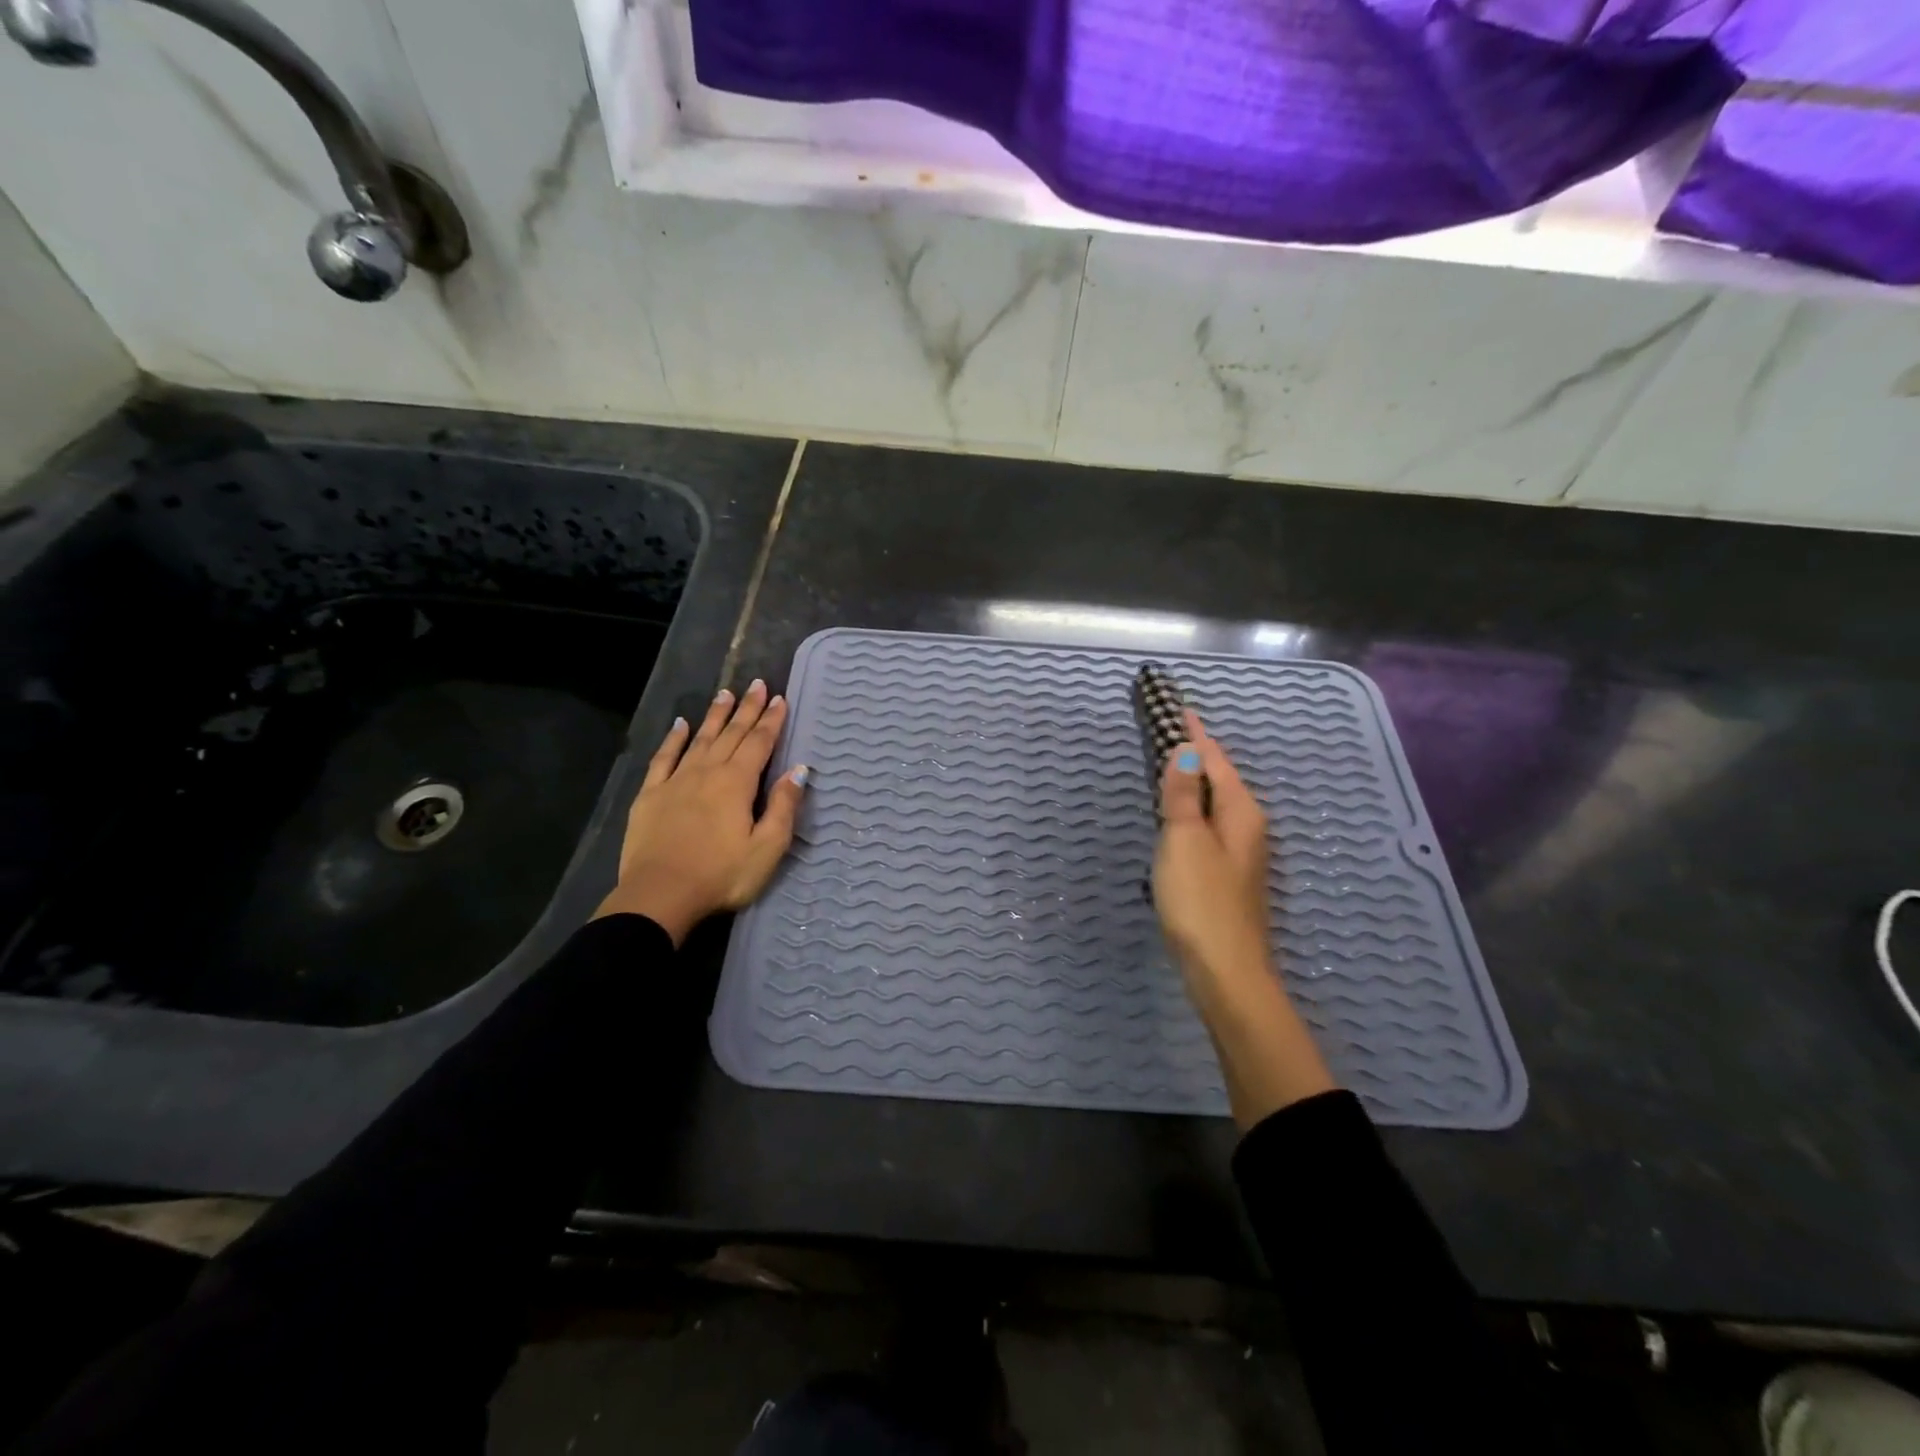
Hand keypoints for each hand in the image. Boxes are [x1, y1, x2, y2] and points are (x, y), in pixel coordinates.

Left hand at [593, 679, 808, 945]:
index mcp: (737, 783)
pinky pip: (664, 758)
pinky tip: (680, 725)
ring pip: (700, 739)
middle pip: (731, 734)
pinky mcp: (650, 795)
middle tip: (757, 684)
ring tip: (725, 694)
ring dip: (715, 716)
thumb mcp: (767, 847)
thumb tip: (798, 770)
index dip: (771, 721)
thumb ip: (783, 806)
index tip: (779, 699)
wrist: (660, 895)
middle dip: (747, 709)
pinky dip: (673, 739)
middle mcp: (707, 772)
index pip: (759, 743)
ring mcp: (675, 781)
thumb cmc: (721, 875)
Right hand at [1153, 708, 1272, 986]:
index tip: (1180, 709)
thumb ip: (1182, 793)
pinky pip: (1209, 826)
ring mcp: (1240, 855)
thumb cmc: (1201, 899)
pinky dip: (1193, 810)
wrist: (1224, 970)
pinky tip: (1178, 817)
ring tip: (1171, 765)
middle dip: (1198, 754)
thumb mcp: (1184, 839)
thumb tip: (1187, 749)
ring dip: (1194, 783)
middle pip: (1220, 780)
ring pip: (1215, 804)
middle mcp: (1248, 828)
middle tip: (1171, 731)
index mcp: (1241, 812)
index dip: (1197, 735)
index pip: (1216, 760)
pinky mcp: (1228, 876)